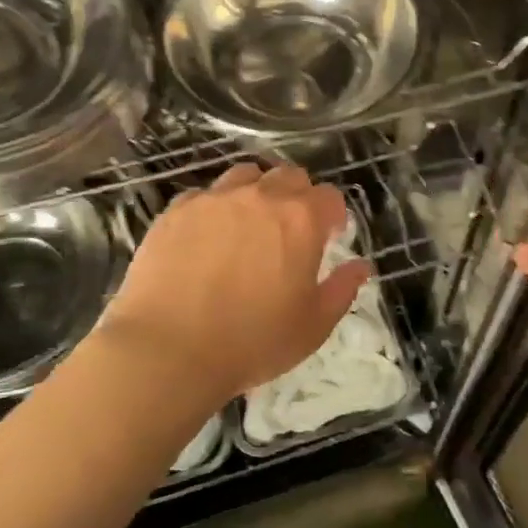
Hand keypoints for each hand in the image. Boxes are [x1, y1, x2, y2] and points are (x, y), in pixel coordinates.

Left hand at [98, 163, 366, 403]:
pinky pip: (204, 195)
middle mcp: (260, 197)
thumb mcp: (312, 326)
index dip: (333, 214)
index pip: (329, 196)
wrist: (167, 351)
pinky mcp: (175, 211)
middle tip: (292, 229)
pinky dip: (215, 207)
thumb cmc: (252, 342)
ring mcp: (214, 200)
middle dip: (298, 196)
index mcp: (301, 220)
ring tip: (249, 224)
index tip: (330, 235)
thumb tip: (360, 266)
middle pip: (289, 176)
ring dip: (256, 192)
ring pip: (245, 176)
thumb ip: (342, 290)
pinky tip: (208, 236)